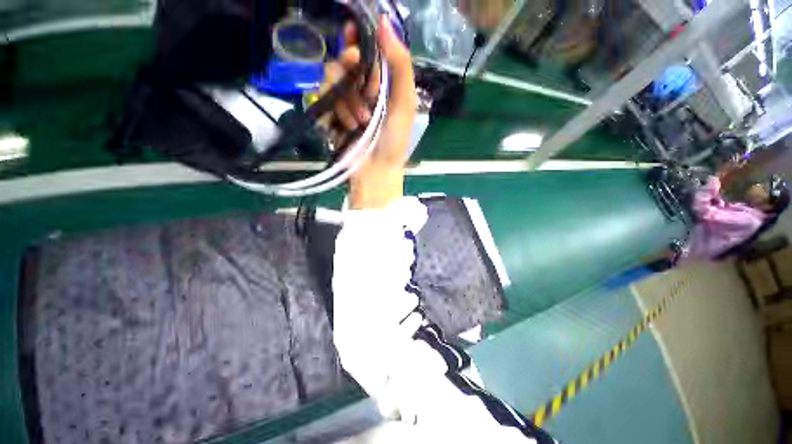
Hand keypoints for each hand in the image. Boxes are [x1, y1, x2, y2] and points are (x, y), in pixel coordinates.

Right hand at [321, 15, 416, 208]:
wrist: (376, 172)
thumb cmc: (394, 141)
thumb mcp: (404, 104)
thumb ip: (400, 66)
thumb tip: (385, 22)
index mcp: (381, 84)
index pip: (365, 50)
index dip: (356, 39)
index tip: (352, 38)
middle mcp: (361, 88)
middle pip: (343, 61)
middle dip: (353, 75)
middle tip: (368, 94)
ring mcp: (344, 102)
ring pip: (330, 80)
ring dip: (348, 102)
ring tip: (361, 123)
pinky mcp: (330, 117)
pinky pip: (322, 101)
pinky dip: (336, 115)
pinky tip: (347, 130)